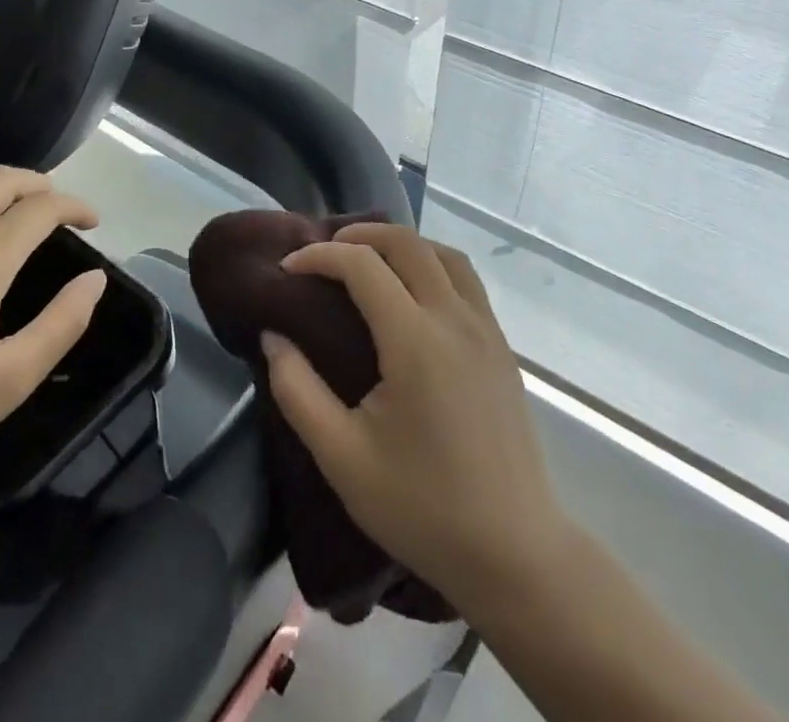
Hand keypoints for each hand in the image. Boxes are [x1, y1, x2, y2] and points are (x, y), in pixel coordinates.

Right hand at [263, 224, 570, 613]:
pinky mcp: (502, 346)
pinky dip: (431, 264)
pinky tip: (412, 294)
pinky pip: (466, 279)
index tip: (288, 269)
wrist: (515, 553)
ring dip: (401, 244)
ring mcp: (486, 329)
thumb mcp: (342, 457)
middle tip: (324, 254)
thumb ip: (297, 390)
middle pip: (406, 243)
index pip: (362, 265)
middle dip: (359, 235)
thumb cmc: (422, 508)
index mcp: (415, 340)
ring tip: (368, 262)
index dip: (319, 256)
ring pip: (443, 253)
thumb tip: (273, 336)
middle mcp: (455, 319)